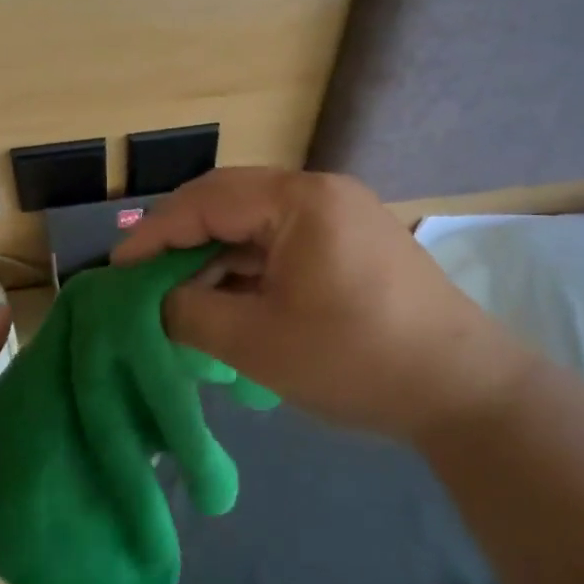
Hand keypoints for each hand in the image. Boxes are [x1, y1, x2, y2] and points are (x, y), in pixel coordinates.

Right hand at [111, 168, 536, 442]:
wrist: (466, 392)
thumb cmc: (356, 360)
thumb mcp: (258, 342)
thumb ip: (191, 313)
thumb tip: (156, 302)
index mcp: (299, 200)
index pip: (206, 202)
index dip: (155, 234)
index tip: (117, 270)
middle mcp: (321, 191)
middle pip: (230, 203)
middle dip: (182, 240)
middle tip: (143, 278)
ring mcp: (342, 214)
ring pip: (257, 223)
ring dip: (216, 256)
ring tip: (181, 295)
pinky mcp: (354, 241)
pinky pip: (285, 242)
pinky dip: (251, 267)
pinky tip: (230, 299)